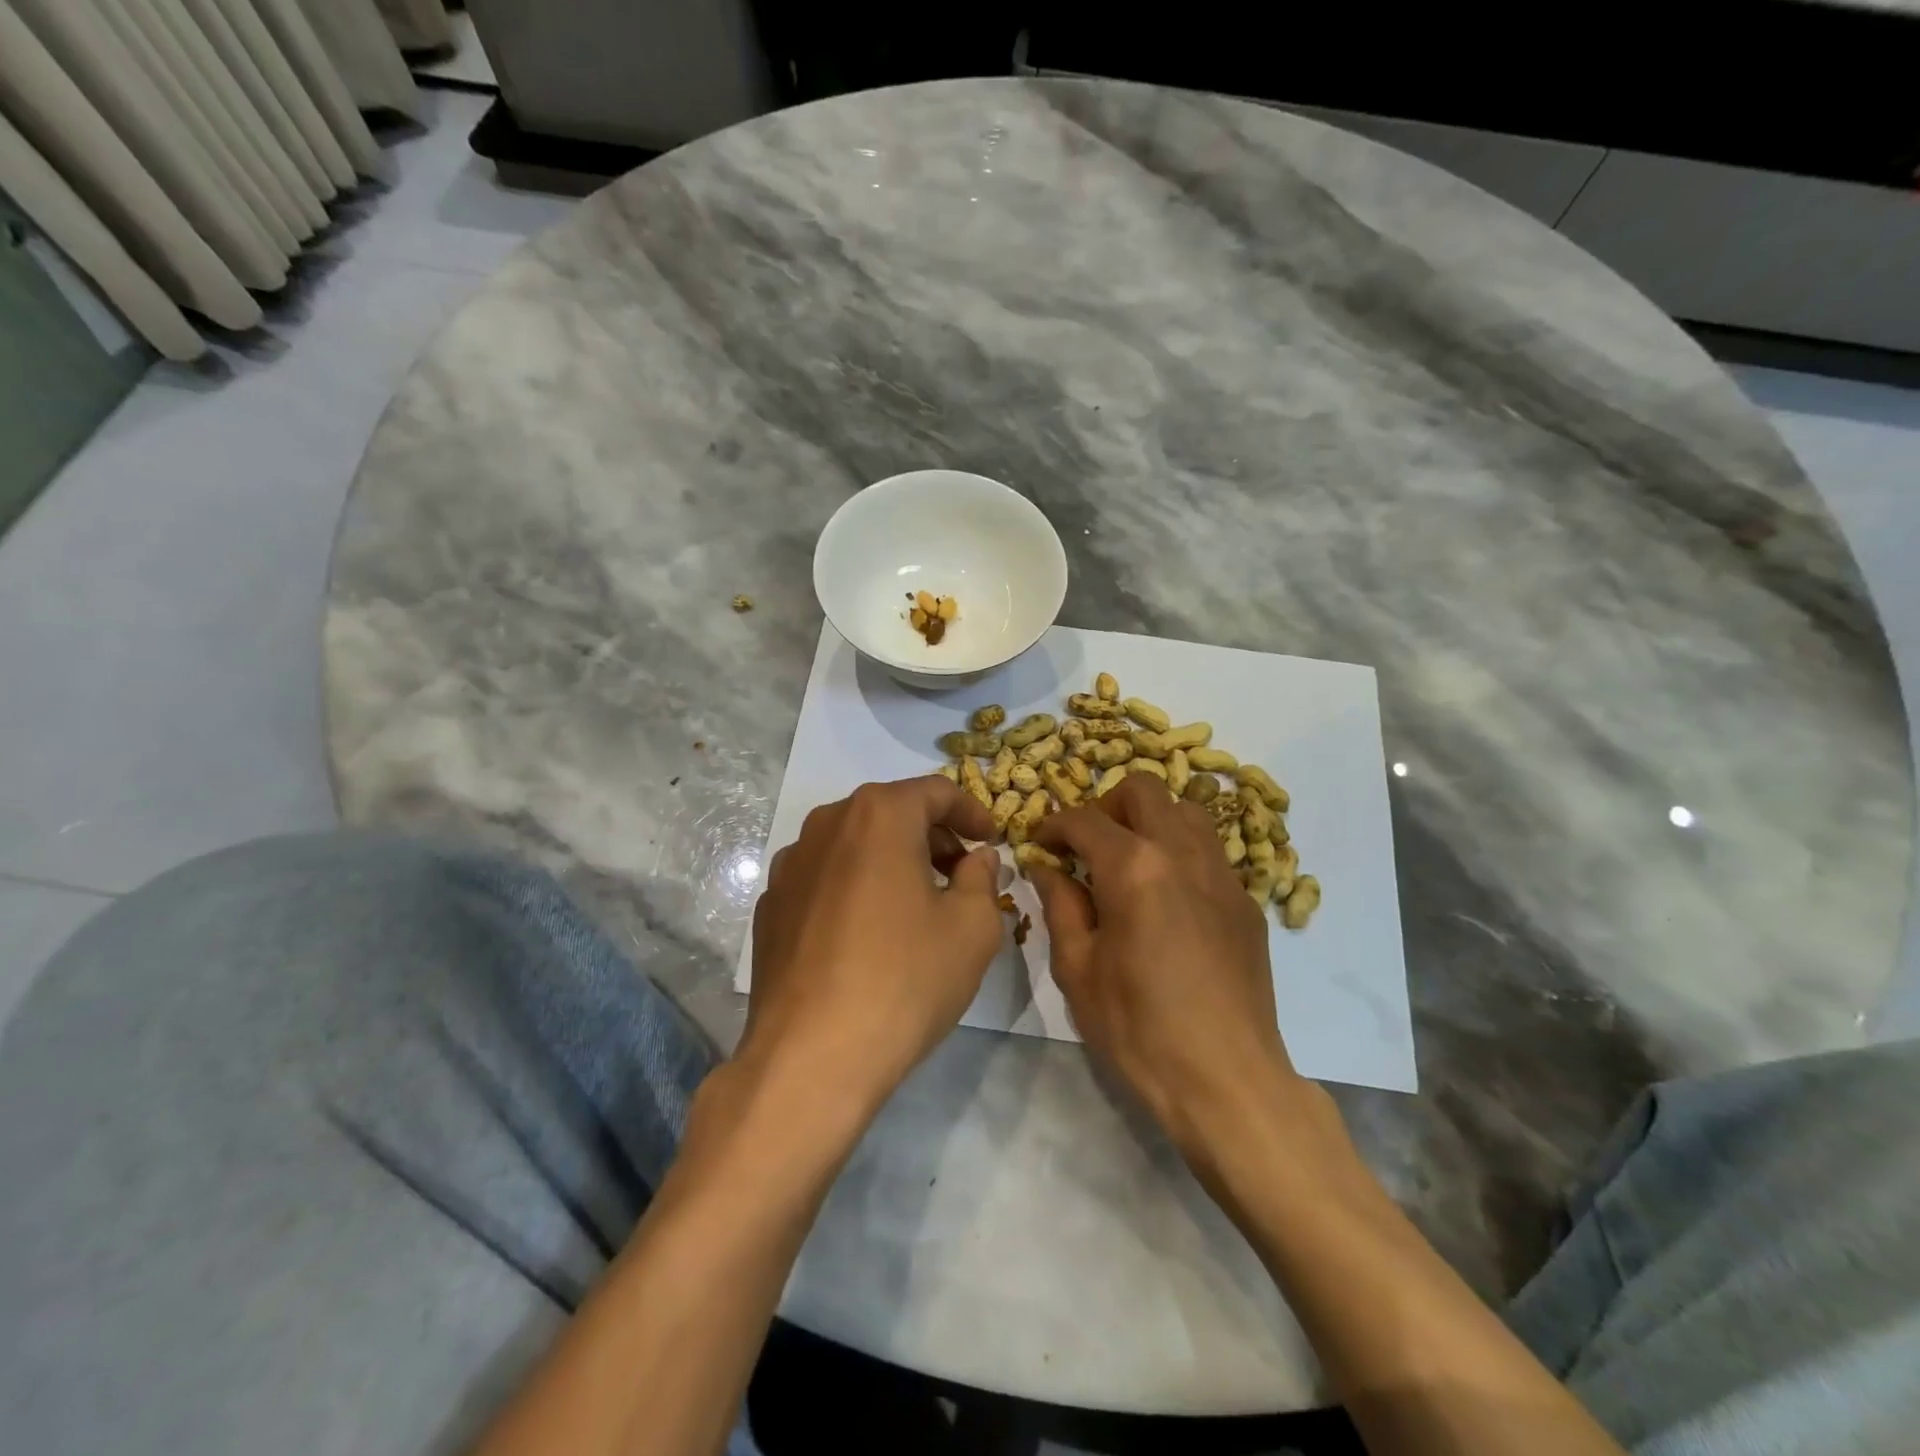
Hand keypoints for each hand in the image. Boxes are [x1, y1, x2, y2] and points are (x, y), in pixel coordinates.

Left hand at [741, 776, 1002, 1112]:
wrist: (810, 1057)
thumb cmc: (905, 979)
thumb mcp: (972, 928)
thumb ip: (982, 877)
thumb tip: (978, 857)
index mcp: (878, 814)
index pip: (936, 791)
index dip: (972, 812)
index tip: (992, 841)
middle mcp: (827, 823)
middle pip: (891, 812)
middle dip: (933, 836)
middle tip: (962, 874)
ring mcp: (790, 864)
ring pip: (855, 843)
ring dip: (892, 860)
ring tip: (917, 904)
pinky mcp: (770, 904)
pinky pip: (825, 878)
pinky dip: (855, 886)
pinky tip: (868, 933)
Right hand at [1028, 775, 1304, 1152]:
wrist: (1227, 1081)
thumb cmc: (1138, 1028)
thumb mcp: (1077, 969)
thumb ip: (1059, 905)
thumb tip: (1046, 867)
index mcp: (1134, 868)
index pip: (1085, 820)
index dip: (1053, 824)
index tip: (1038, 843)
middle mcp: (1182, 853)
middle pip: (1143, 790)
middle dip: (1105, 805)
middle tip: (1087, 845)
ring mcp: (1222, 874)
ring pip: (1185, 810)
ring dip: (1149, 820)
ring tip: (1129, 862)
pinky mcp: (1245, 901)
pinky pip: (1209, 850)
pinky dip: (1180, 851)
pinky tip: (1167, 897)